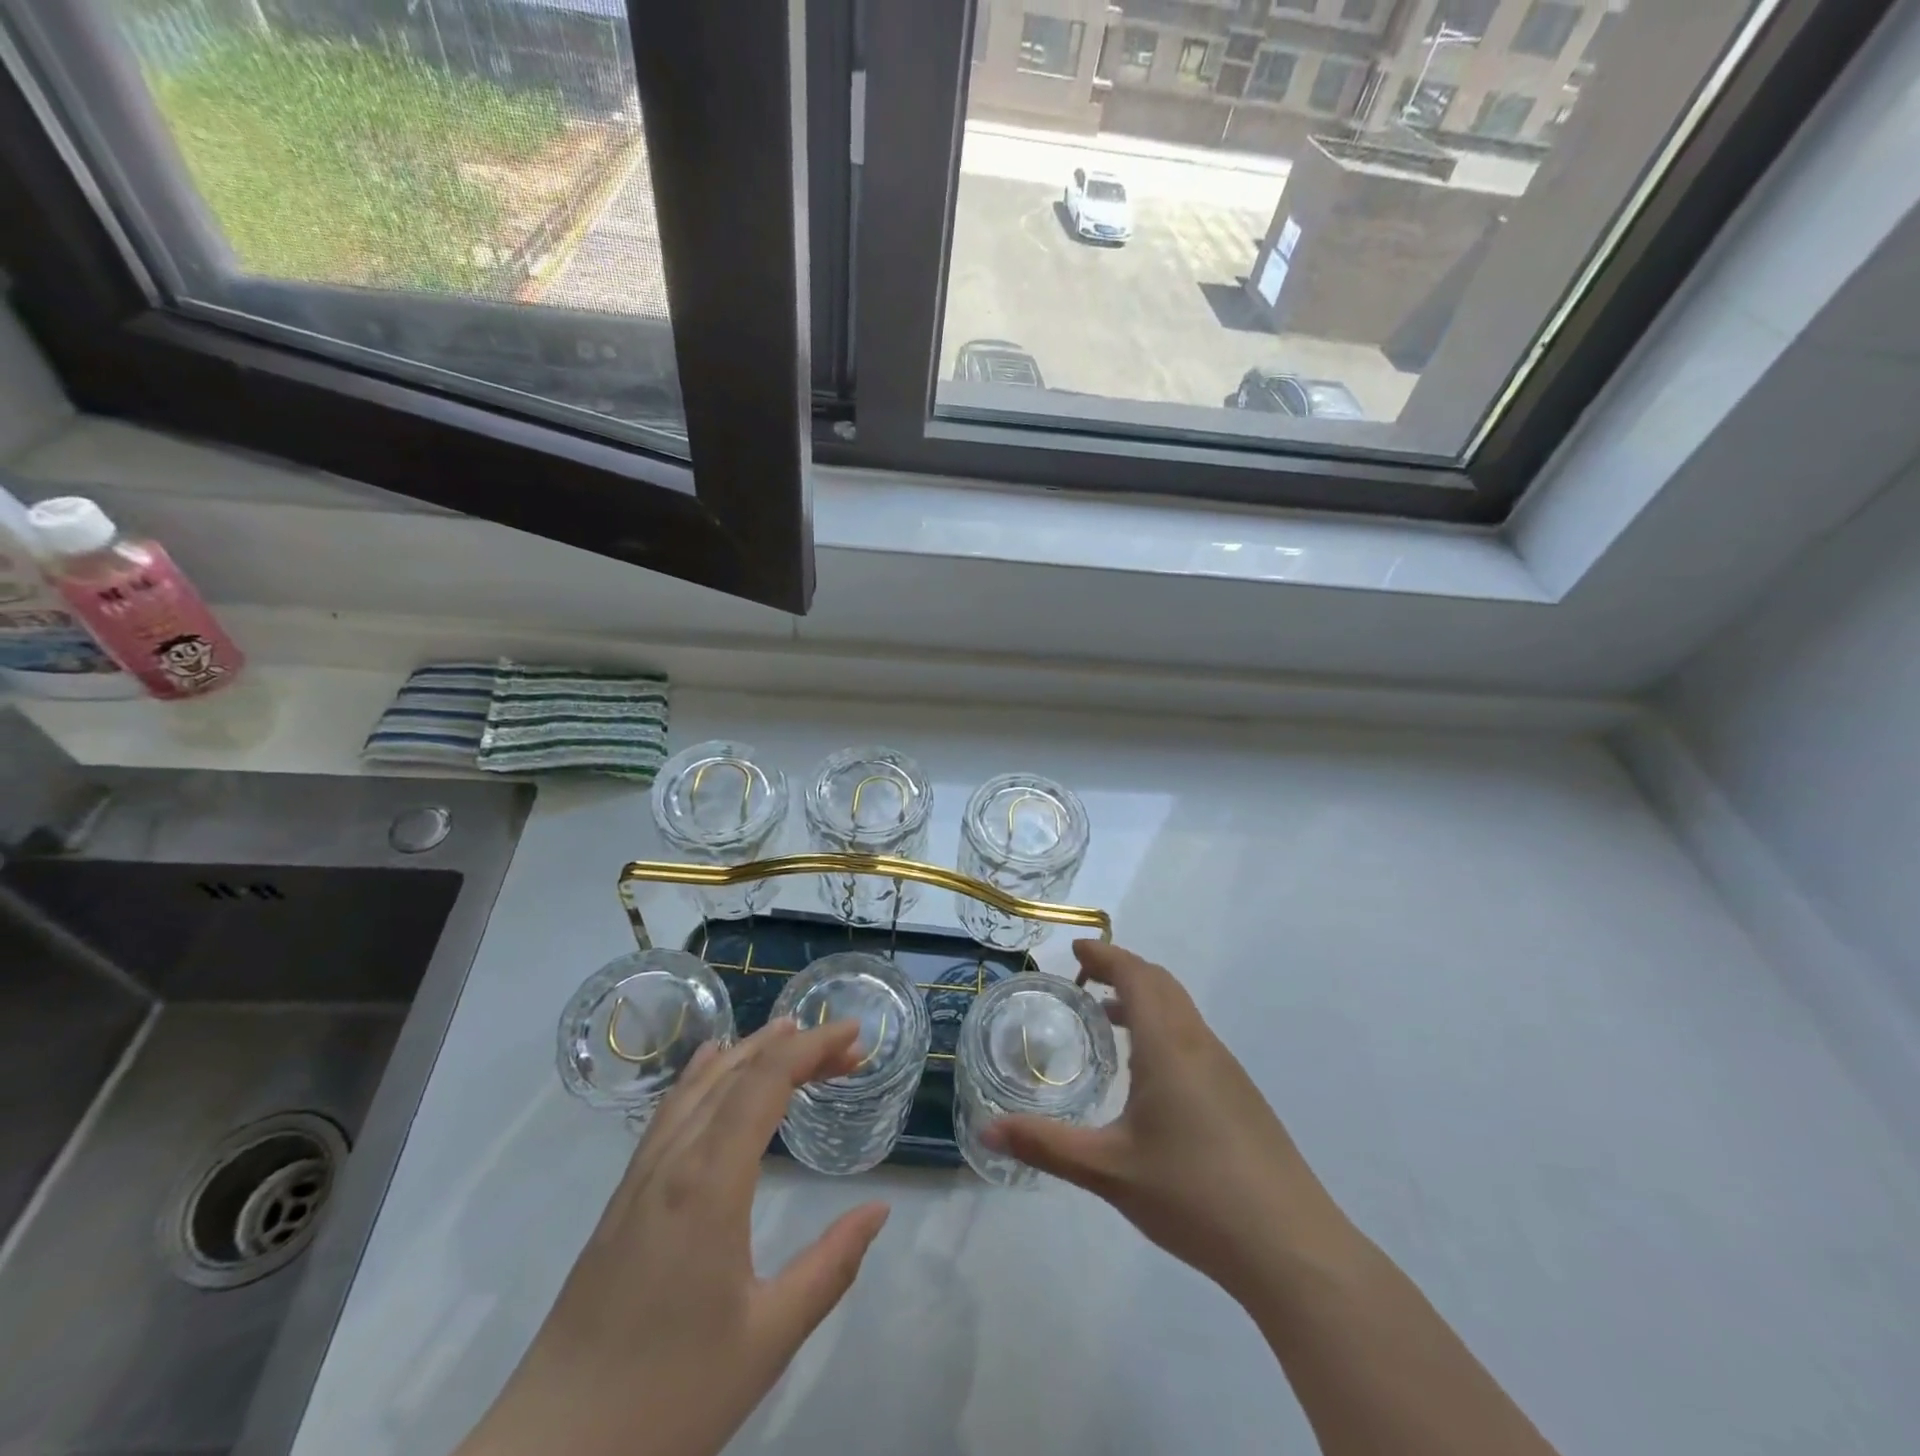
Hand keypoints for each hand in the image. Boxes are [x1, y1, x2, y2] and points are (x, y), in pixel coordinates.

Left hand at [457, 1019, 889, 1455]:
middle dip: (792, 1045)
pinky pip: (671, 1111)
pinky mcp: (623, 1198)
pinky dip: (704, 1075)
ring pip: (699, 1084)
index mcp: (710, 1182)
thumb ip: (831, 1266)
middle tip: (843, 1046)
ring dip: (749, 1051)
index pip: (766, 1081)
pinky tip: (712, 1070)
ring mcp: (641, 1175)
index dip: (813, 1046)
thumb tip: (878, 1209)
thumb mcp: (767, 1338)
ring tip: (789, 1034)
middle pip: (736, 1071)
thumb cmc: (668, 1397)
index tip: (855, 1034)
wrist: (549, 1454)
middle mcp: (673, 1160)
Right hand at [984, 940, 1353, 1300]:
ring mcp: (1226, 1069)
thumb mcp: (1107, 1171)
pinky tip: (1145, 1075)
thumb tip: (985, 1129)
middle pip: (1160, 983)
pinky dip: (1161, 1028)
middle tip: (1082, 980)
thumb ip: (1045, 1146)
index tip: (1075, 949)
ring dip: (1143, 999)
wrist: (1290, 1247)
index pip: (1136, 975)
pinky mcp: (1241, 1096)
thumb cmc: (1193, 1195)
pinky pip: (1193, 1038)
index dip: (1105, 955)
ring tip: (1106, 1020)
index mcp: (1168, 1045)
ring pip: (1180, 1010)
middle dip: (1121, 970)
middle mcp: (1199, 1043)